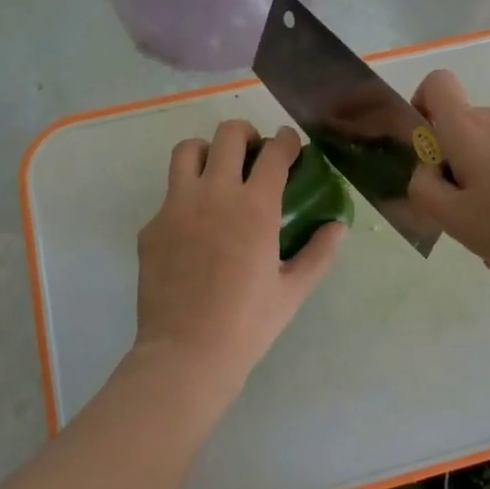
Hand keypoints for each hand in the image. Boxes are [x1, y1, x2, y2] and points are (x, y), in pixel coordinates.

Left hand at [135, 121, 345, 394]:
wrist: (186, 354)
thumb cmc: (248, 324)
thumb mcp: (293, 291)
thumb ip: (320, 253)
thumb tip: (338, 226)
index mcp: (255, 207)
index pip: (274, 152)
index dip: (287, 141)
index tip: (291, 146)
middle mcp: (214, 194)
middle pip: (228, 134)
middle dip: (247, 134)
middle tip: (254, 154)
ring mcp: (176, 207)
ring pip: (188, 150)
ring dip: (207, 151)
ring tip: (217, 173)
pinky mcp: (151, 226)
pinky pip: (169, 194)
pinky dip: (186, 196)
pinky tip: (195, 226)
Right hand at [407, 70, 489, 273]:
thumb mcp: (453, 217)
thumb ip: (423, 190)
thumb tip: (425, 172)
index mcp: (467, 127)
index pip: (436, 83)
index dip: (420, 106)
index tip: (423, 149)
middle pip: (458, 134)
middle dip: (450, 174)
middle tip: (459, 217)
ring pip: (484, 161)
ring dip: (479, 197)